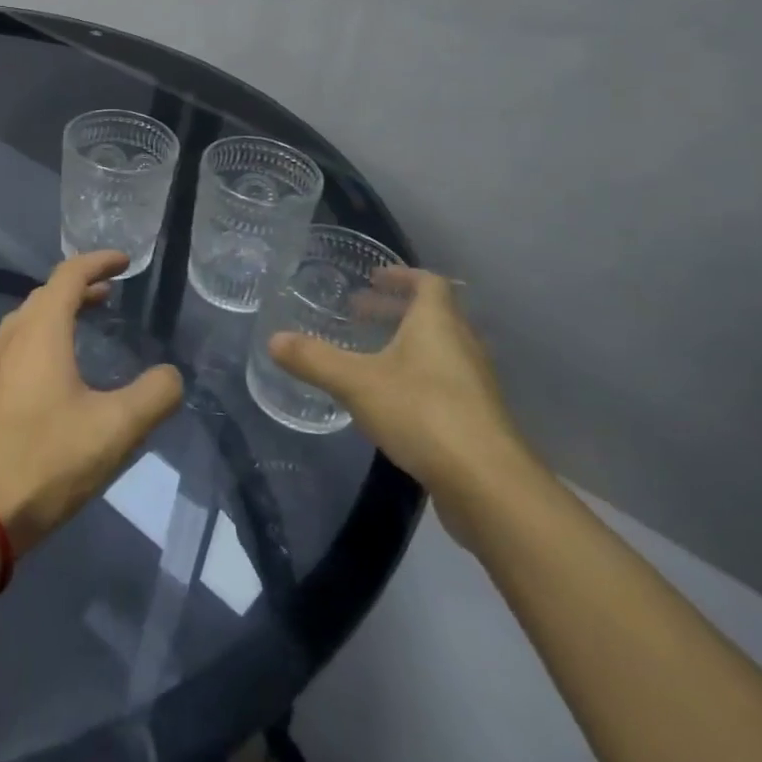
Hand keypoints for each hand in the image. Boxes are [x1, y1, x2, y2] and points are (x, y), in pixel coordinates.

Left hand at [0, 251, 183, 554]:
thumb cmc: (46, 460)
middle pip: (46, 294)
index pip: (69, 275)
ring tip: (88, 321)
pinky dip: (44, 337)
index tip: (124, 261)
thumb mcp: (115, 429)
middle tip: (111, 292)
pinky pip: (18, 345)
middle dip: (80, 286)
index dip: (98, 262)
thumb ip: (153, 396)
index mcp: (40, 332)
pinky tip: (58, 369)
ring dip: (59, 311)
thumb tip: (172, 376)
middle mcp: (12, 337)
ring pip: (29, 320)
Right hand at [268, 268, 538, 537]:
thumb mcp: (356, 383)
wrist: (488, 485)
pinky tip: (390, 401)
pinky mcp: (476, 419)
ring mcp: (474, 385)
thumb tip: (273, 340)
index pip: (428, 283)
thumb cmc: (423, 414)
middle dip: (394, 311)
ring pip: (439, 350)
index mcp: (438, 325)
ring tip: (369, 355)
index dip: (402, 276)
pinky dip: (416, 377)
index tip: (374, 279)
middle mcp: (462, 347)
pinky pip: (443, 382)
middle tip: (358, 314)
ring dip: (406, 344)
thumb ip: (314, 359)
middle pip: (433, 316)